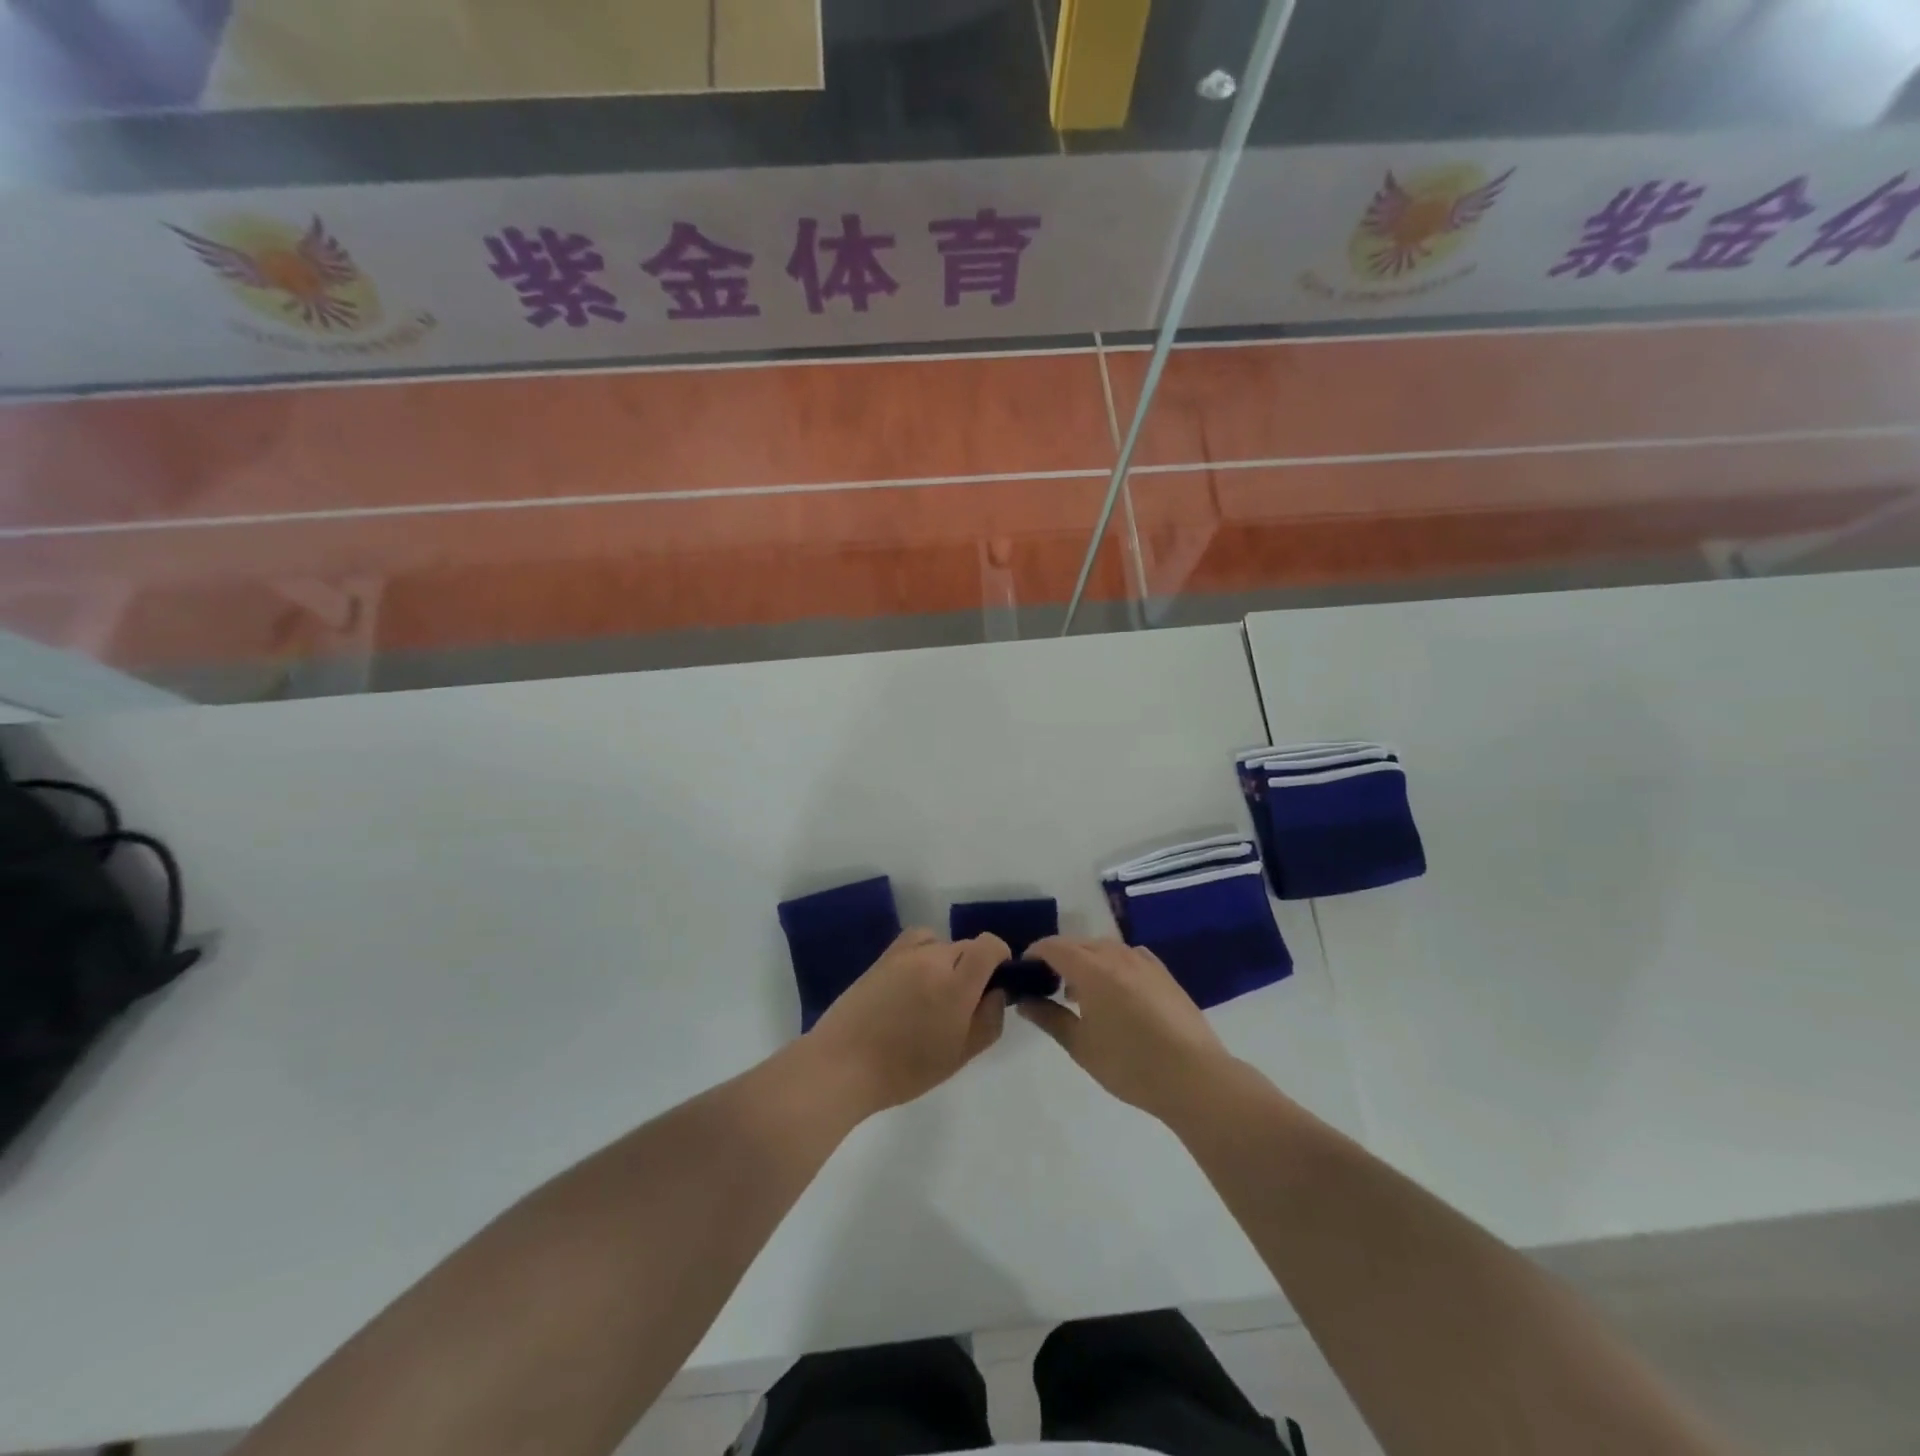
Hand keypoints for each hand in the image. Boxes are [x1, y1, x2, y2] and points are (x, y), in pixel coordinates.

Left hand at [807, 929, 1008, 1113]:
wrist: (843, 1065)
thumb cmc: (906, 1070)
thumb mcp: (960, 1054)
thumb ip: (989, 1019)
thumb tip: (997, 992)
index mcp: (956, 983)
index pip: (990, 945)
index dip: (1001, 958)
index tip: (996, 984)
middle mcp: (932, 958)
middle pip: (967, 946)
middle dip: (973, 967)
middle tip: (962, 1004)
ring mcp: (904, 953)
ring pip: (942, 943)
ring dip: (948, 961)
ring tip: (935, 994)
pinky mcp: (883, 957)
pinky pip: (916, 941)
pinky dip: (924, 952)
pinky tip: (915, 980)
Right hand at [1019, 937, 1233, 1123]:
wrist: (1194, 1077)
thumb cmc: (1130, 1064)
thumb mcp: (1080, 1045)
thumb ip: (1048, 1018)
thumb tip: (1024, 1001)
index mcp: (1091, 969)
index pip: (1053, 946)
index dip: (1034, 954)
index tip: (1023, 972)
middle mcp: (1117, 955)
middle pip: (1078, 944)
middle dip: (1059, 958)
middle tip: (1046, 986)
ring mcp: (1144, 962)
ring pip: (1105, 948)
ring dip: (1086, 960)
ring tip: (1080, 993)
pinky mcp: (1164, 974)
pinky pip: (1129, 956)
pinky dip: (1113, 964)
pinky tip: (1116, 990)